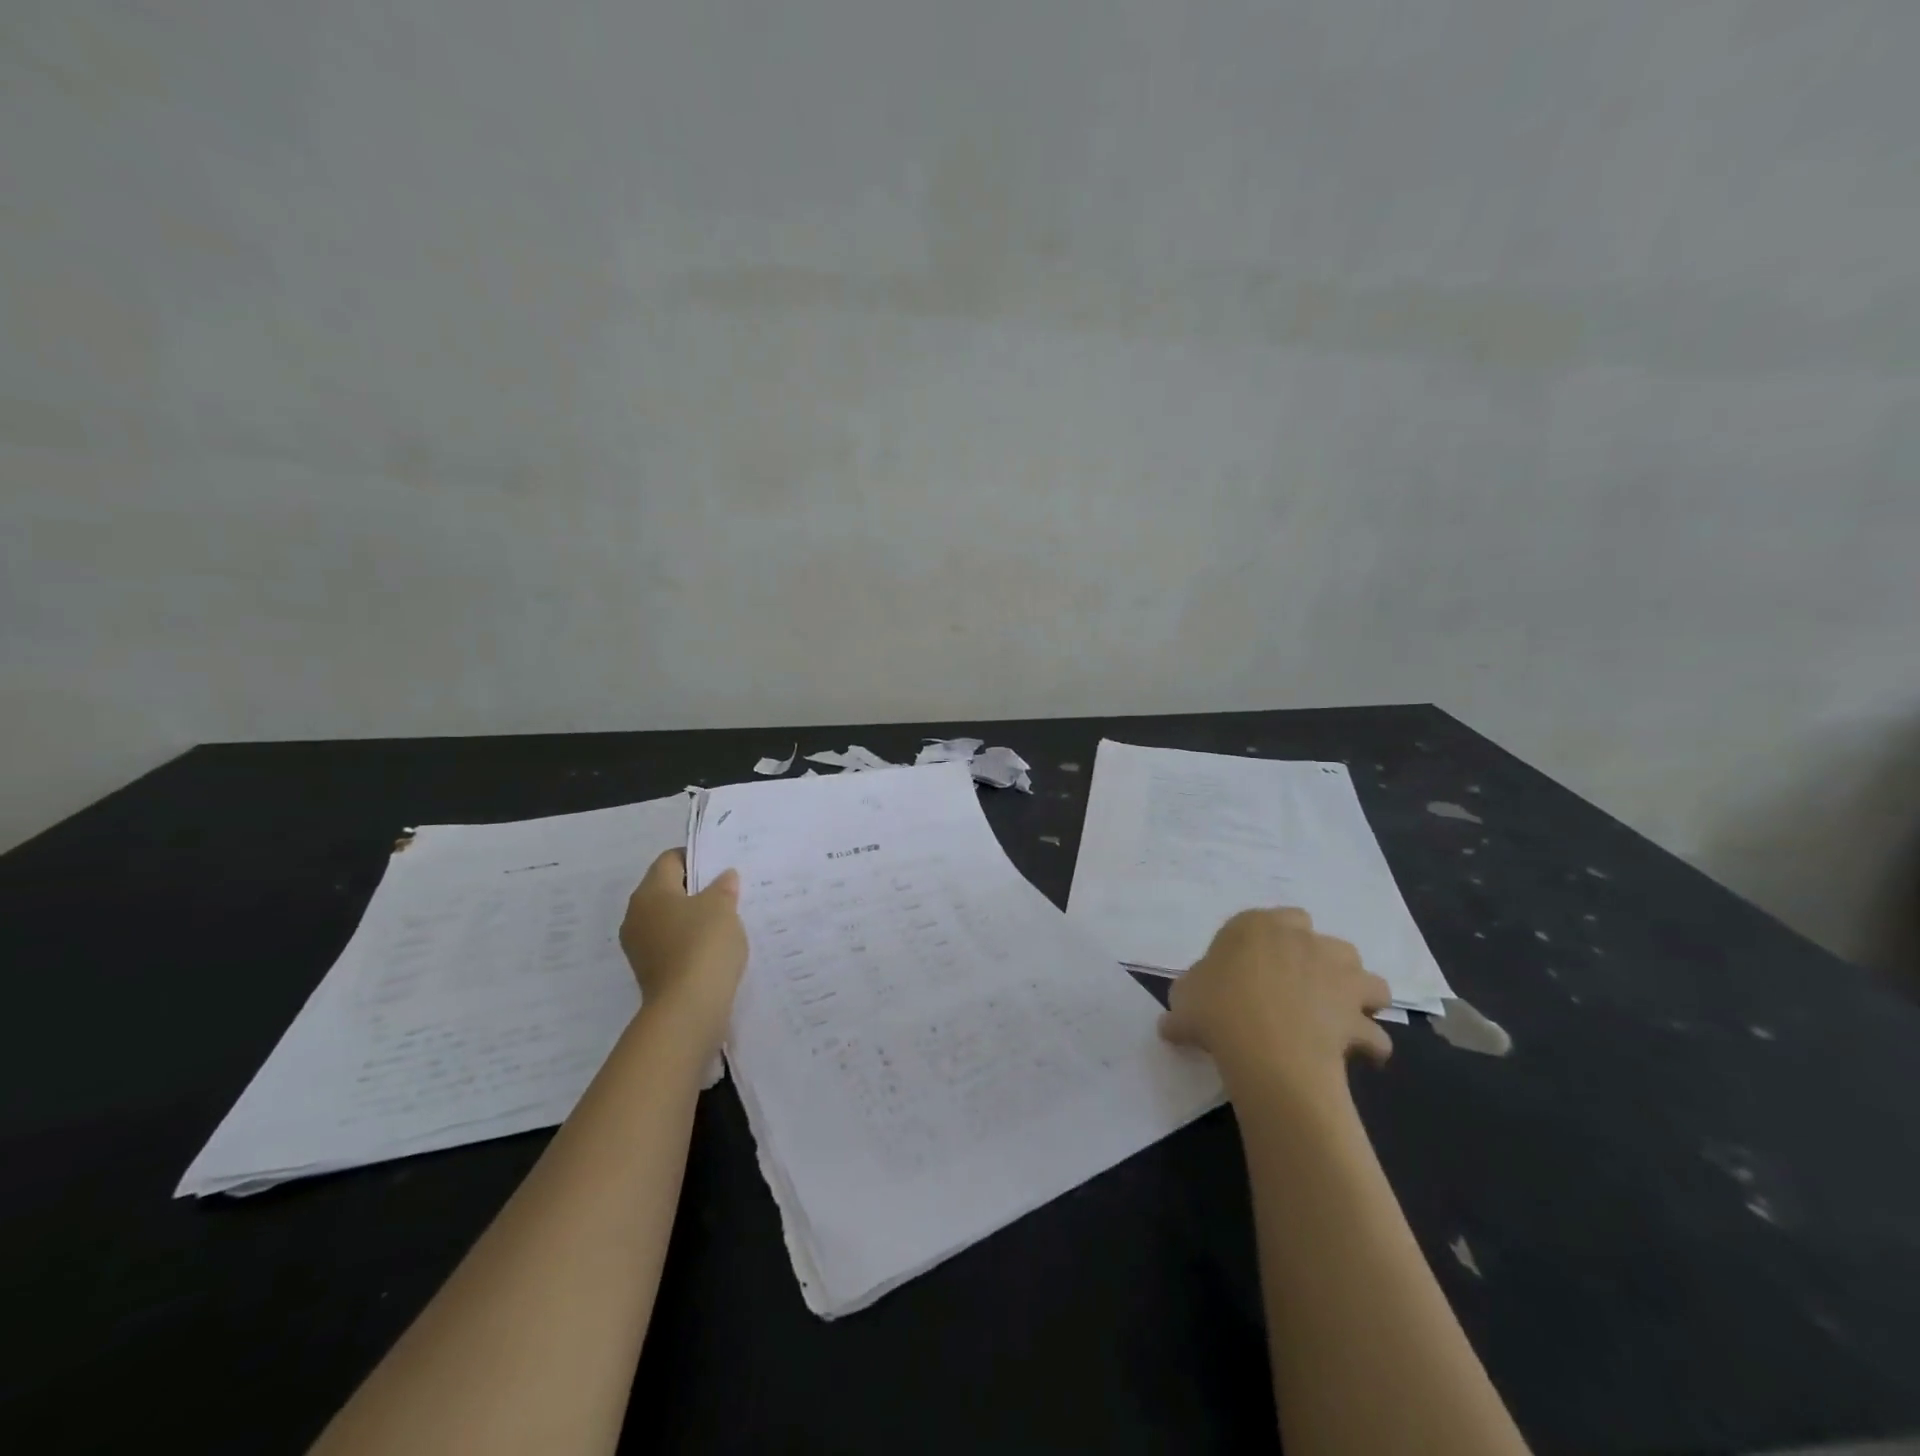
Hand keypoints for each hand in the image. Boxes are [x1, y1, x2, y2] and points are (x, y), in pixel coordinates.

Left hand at [618, 850, 747, 1056]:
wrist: (688, 1009)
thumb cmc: (703, 944)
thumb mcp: (722, 907)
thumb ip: (723, 887)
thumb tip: (724, 877)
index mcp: (649, 893)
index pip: (670, 860)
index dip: (696, 857)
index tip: (722, 866)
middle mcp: (636, 916)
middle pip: (667, 890)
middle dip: (696, 889)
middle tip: (728, 891)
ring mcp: (640, 947)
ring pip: (670, 919)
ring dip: (694, 917)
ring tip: (726, 920)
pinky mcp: (651, 971)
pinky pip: (672, 944)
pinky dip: (691, 942)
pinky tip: (716, 947)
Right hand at [1159, 908, 1392, 1101]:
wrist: (1263, 1044)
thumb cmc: (1216, 1007)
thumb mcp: (1184, 998)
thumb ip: (1188, 999)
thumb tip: (1175, 1021)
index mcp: (1258, 926)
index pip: (1277, 918)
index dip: (1271, 944)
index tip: (1257, 970)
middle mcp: (1304, 942)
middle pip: (1327, 943)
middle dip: (1321, 963)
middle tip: (1300, 991)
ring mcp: (1338, 977)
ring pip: (1367, 979)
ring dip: (1358, 995)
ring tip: (1339, 1017)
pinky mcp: (1357, 1016)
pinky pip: (1374, 1033)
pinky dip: (1370, 1043)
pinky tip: (1356, 1056)